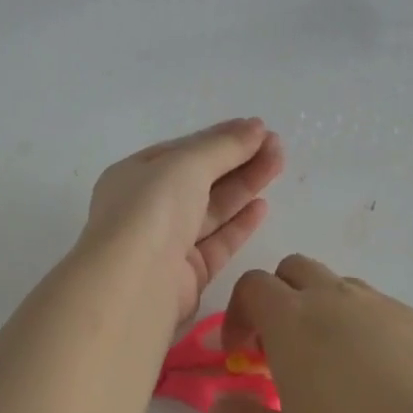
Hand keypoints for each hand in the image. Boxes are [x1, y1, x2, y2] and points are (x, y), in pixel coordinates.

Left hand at [81, 118, 284, 327]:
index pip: (183, 151)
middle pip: (200, 179)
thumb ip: (223, 146)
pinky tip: (263, 205)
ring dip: (245, 186)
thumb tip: (255, 127)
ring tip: (278, 165)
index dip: (220, 138)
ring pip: (212, 209)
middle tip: (277, 145)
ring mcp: (167, 243)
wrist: (135, 285)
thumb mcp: (186, 164)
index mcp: (135, 175)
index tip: (258, 129)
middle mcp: (148, 208)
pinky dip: (239, 223)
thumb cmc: (152, 211)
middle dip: (238, 160)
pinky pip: (217, 242)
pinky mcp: (187, 275)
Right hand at [211, 255, 412, 412]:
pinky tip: (381, 384)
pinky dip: (365, 330)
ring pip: (340, 288)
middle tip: (282, 354)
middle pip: (295, 270)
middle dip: (279, 301)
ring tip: (333, 371)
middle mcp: (338, 299)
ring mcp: (387, 308)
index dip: (238, 315)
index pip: (253, 286)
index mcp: (295, 320)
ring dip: (323, 312)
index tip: (241, 356)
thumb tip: (218, 404)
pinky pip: (381, 311)